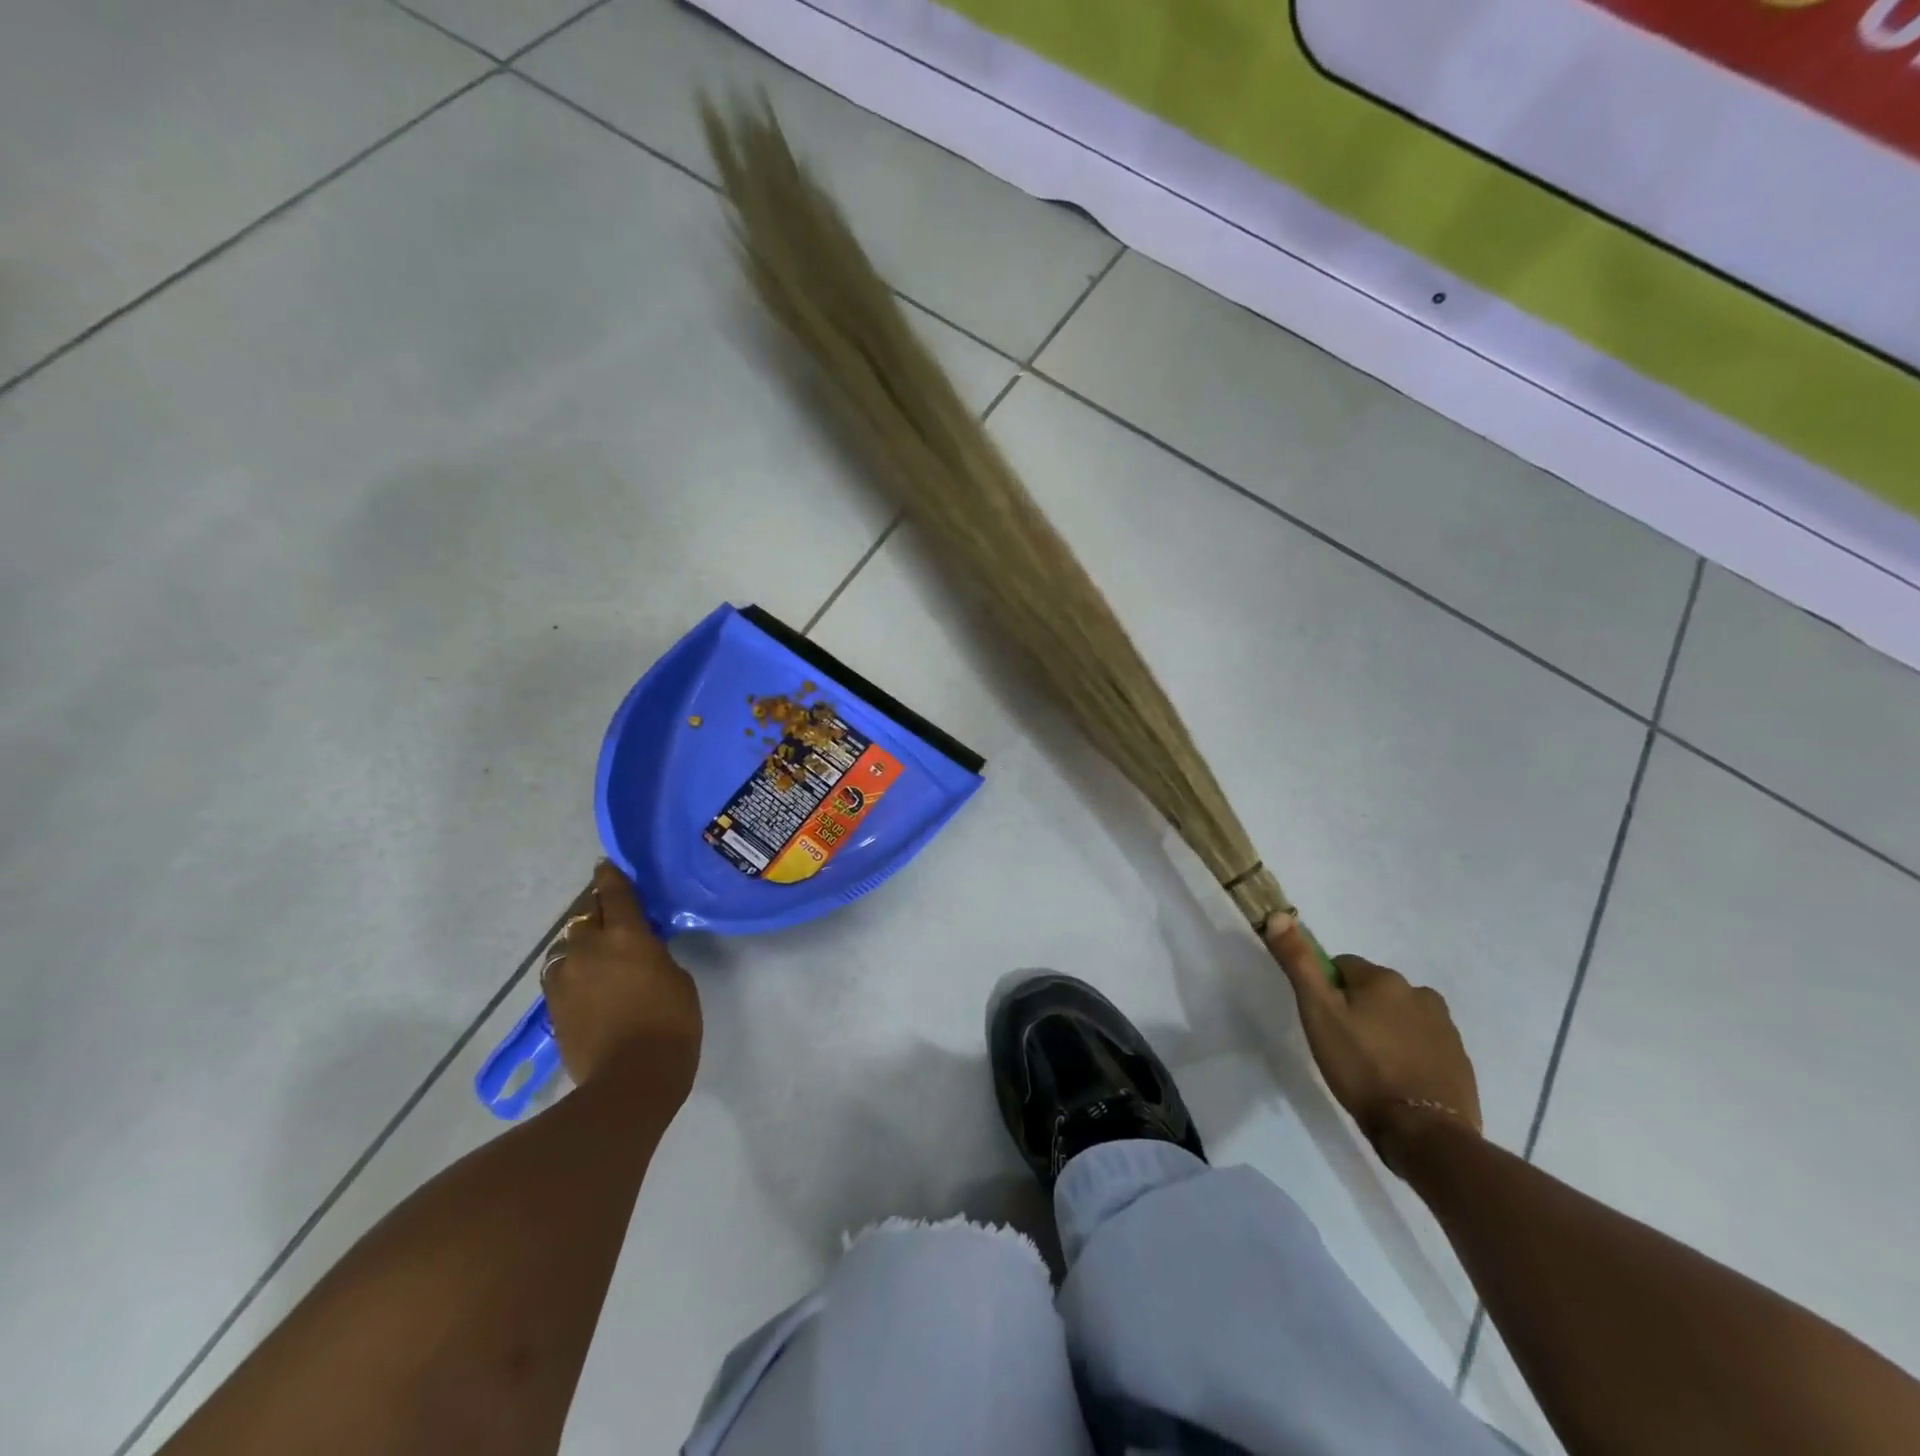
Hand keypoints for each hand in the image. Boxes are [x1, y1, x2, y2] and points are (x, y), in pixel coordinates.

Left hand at [543, 862, 702, 1101]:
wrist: (631, 1079)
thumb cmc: (671, 1022)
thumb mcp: (676, 976)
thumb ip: (653, 954)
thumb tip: (638, 950)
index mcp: (626, 935)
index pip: (614, 893)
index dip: (610, 877)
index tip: (605, 866)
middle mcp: (589, 948)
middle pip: (585, 916)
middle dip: (597, 912)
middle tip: (611, 916)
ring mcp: (565, 977)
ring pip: (567, 946)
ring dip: (580, 944)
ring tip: (595, 954)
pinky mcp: (553, 1006)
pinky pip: (560, 974)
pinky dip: (572, 971)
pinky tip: (586, 983)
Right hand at [1266, 921, 1480, 1170]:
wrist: (1424, 1133)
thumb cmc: (1362, 1067)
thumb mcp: (1318, 1013)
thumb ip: (1299, 963)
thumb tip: (1280, 914)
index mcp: (1384, 979)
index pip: (1342, 966)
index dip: (1327, 991)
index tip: (1323, 1021)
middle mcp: (1419, 993)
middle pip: (1374, 990)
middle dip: (1358, 1009)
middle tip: (1343, 1045)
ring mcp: (1445, 1027)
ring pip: (1400, 1015)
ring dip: (1385, 1029)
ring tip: (1371, 1066)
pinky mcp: (1459, 1059)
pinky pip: (1423, 1042)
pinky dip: (1409, 1052)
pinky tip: (1397, 1080)